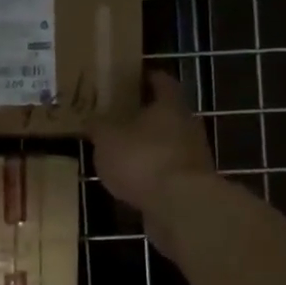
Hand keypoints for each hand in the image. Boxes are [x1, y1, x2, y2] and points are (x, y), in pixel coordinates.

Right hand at [91, 71, 213, 256]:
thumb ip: (99, 127)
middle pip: (167, 114)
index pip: (162, 82)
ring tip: (122, 152)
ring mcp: (193, 157)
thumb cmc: (143, 159)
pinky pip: (168, 172)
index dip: (148, 78)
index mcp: (170, 106)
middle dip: (146, 116)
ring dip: (149, 147)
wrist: (181, 206)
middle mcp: (187, 126)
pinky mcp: (192, 186)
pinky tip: (133, 181)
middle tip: (120, 116)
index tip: (133, 78)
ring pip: (168, 145)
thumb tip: (92, 120)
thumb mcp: (107, 139)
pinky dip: (153, 174)